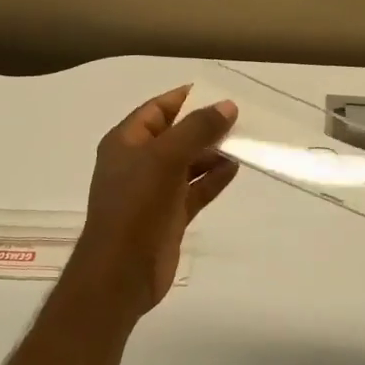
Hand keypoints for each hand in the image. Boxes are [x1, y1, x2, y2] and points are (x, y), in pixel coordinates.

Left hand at [75, 85, 239, 312]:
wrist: (121, 273)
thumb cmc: (135, 206)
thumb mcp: (165, 158)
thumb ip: (197, 130)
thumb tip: (227, 106)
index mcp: (126, 142)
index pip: (157, 109)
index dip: (185, 98)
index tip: (219, 91)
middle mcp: (138, 163)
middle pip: (175, 135)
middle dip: (204, 126)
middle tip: (240, 117)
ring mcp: (154, 191)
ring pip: (187, 163)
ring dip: (212, 152)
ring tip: (243, 141)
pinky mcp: (169, 215)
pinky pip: (195, 190)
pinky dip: (213, 179)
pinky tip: (235, 169)